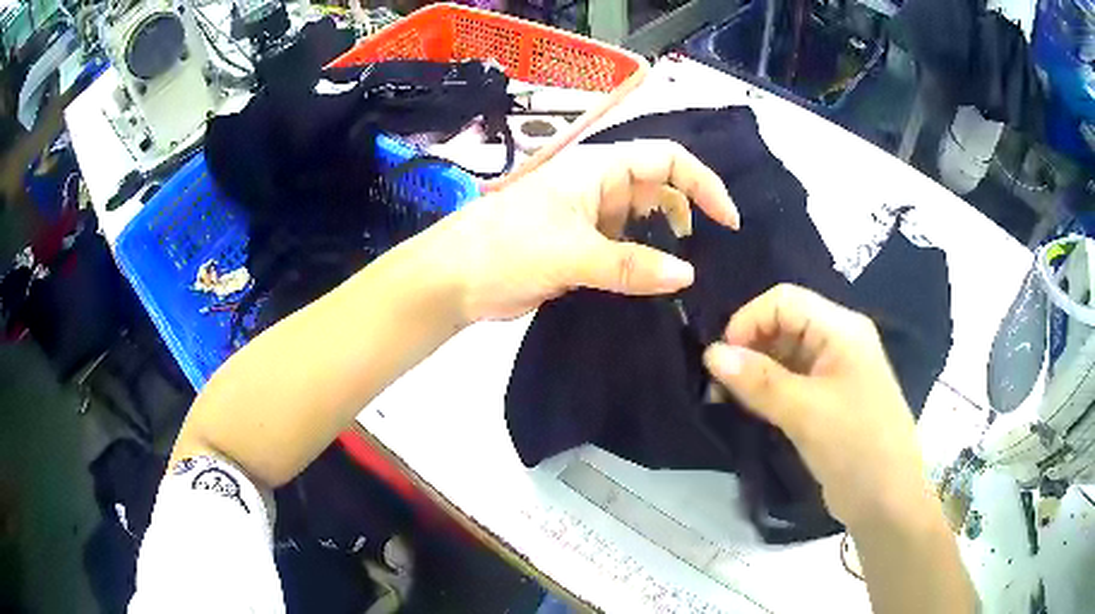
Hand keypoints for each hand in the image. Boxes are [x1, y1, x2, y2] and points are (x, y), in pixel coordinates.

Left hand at [428, 140, 738, 320]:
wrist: (452, 280)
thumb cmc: (505, 249)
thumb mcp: (571, 253)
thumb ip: (630, 264)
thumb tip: (687, 276)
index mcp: (598, 169)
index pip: (667, 159)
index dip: (703, 183)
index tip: (728, 223)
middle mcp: (599, 187)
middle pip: (660, 191)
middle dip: (688, 218)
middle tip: (709, 260)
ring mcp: (589, 219)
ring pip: (644, 225)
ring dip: (666, 246)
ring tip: (689, 281)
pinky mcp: (581, 248)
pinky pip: (625, 251)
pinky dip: (643, 266)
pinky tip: (657, 289)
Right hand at [702, 284, 934, 529]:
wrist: (886, 501)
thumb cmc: (855, 447)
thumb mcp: (806, 413)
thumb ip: (759, 381)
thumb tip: (710, 354)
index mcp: (842, 329)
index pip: (784, 301)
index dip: (748, 321)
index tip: (720, 360)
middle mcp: (838, 341)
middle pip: (784, 324)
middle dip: (748, 347)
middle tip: (718, 386)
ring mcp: (835, 371)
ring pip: (784, 354)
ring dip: (755, 371)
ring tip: (727, 400)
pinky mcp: (828, 400)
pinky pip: (791, 381)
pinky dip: (767, 390)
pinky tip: (749, 409)